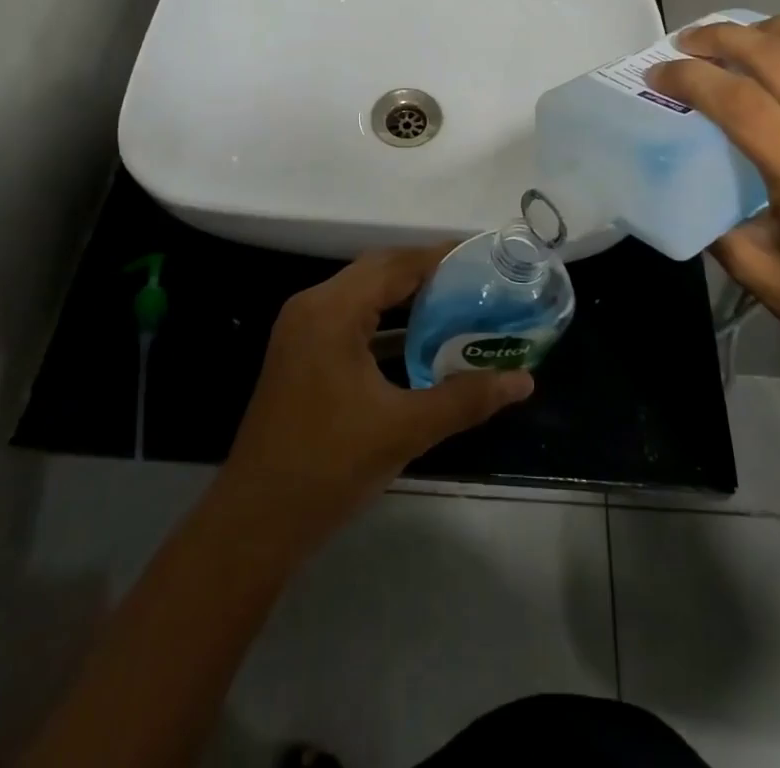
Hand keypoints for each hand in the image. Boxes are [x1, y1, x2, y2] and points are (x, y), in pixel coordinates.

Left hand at [221, 247, 533, 547]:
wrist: (256, 521)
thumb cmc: (329, 465)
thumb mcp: (404, 429)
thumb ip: (465, 399)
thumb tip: (523, 380)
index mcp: (332, 310)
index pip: (394, 265)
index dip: (439, 258)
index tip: (481, 258)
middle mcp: (312, 306)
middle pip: (377, 271)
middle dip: (425, 273)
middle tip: (475, 281)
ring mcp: (301, 330)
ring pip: (361, 294)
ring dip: (404, 296)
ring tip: (455, 303)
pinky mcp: (300, 353)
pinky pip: (349, 318)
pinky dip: (383, 320)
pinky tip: (416, 339)